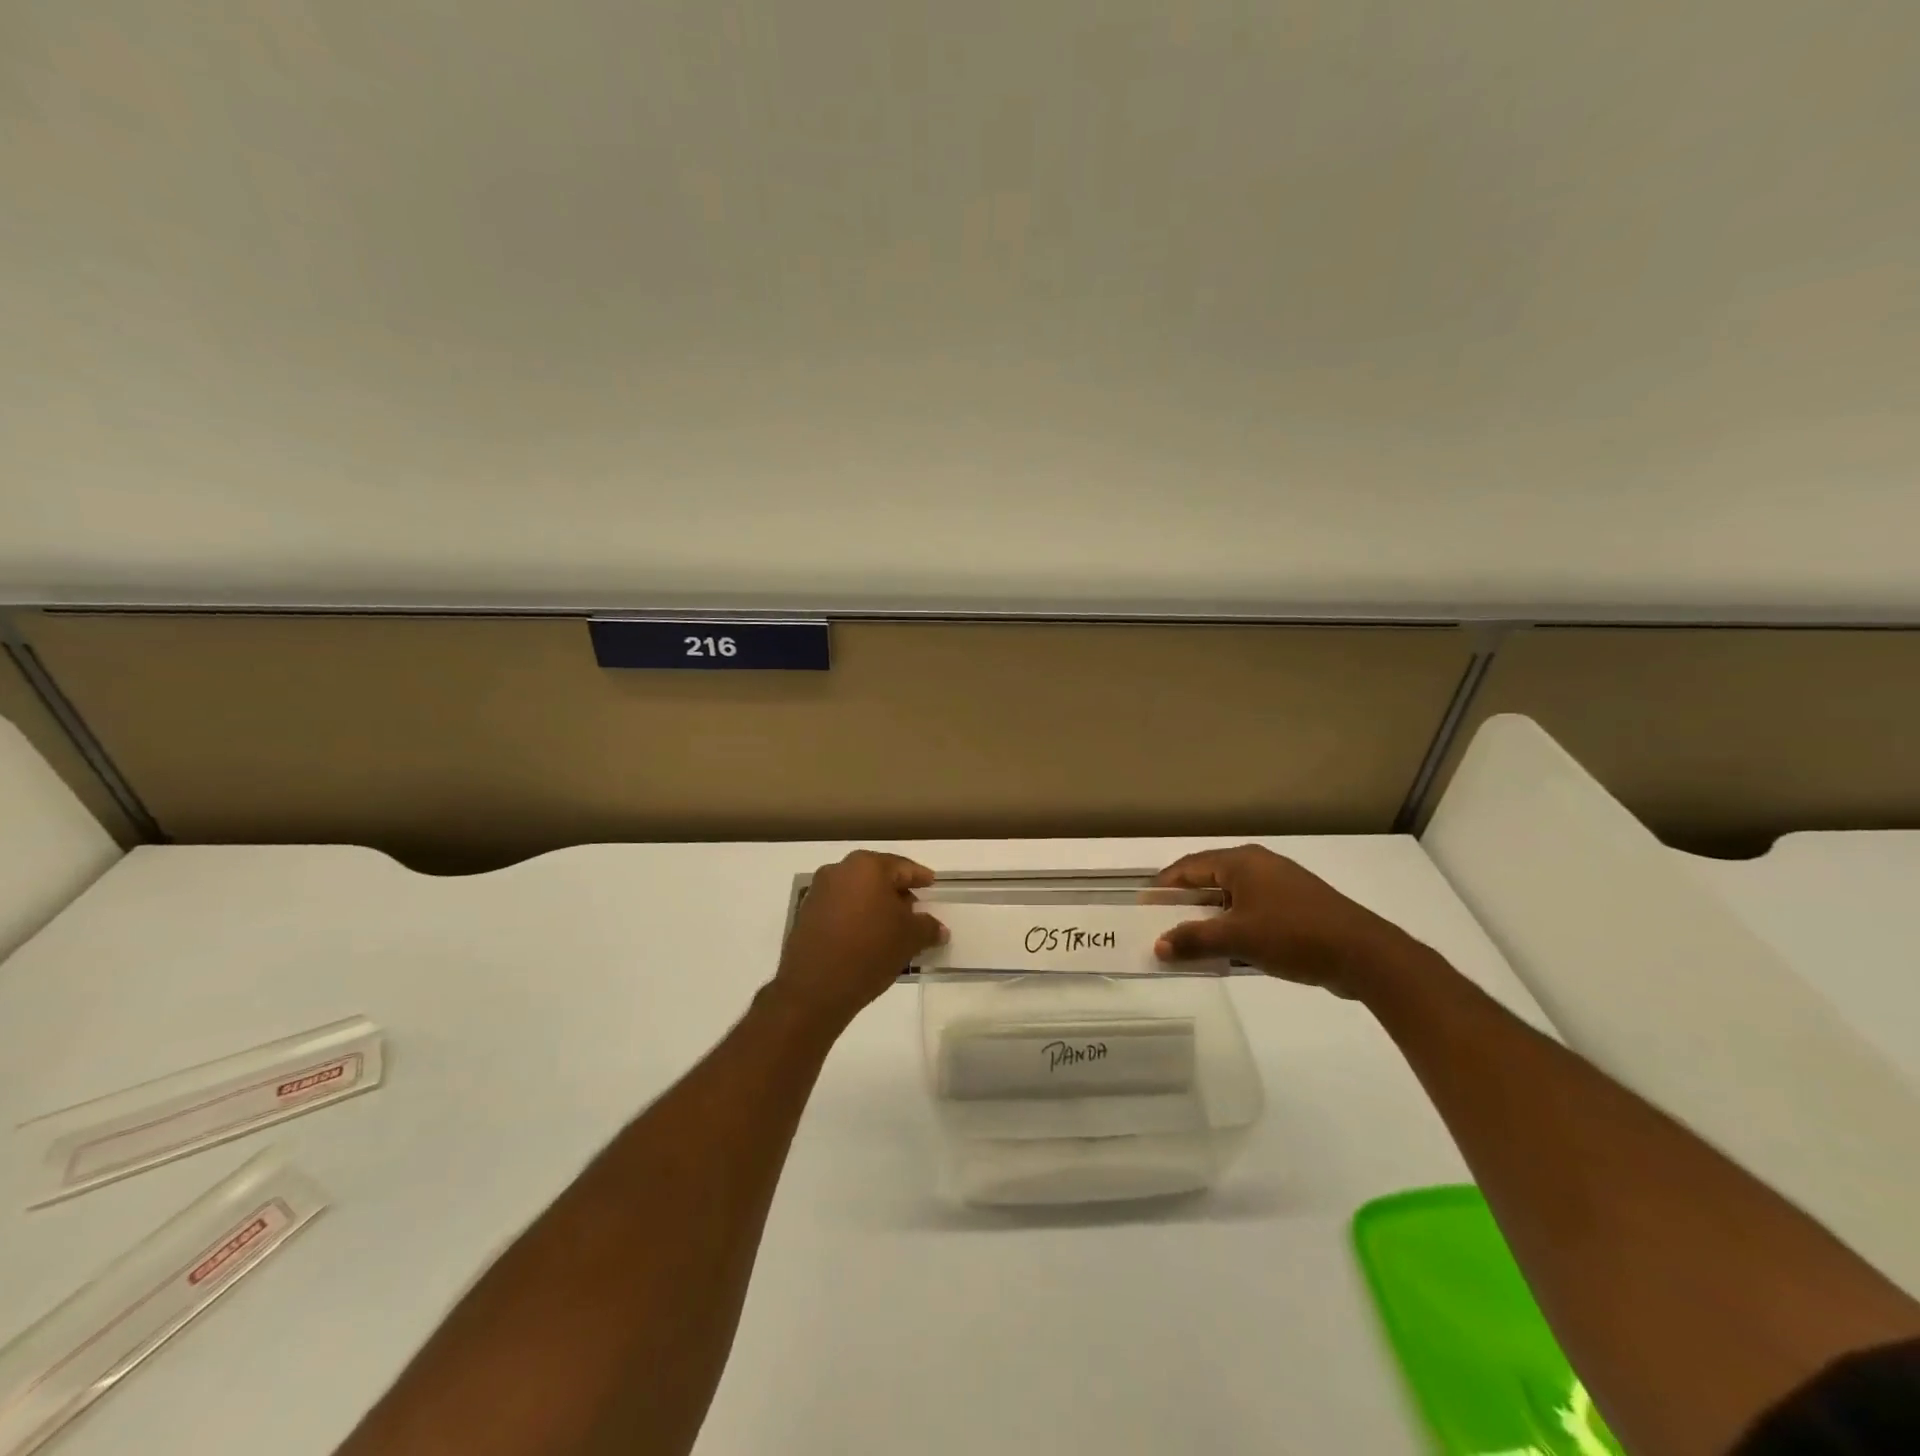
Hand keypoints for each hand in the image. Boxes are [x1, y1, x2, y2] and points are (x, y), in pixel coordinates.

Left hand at [769, 851, 946, 1029]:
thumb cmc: (870, 950)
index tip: (931, 883)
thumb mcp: (910, 938)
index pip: (902, 867)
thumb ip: (928, 927)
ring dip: (874, 905)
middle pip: (876, 877)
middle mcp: (839, 870)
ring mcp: (818, 892)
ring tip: (891, 927)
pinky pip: (840, 909)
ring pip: (856, 892)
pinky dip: (855, 917)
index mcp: (867, 866)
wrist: (815, 988)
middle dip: (896, 892)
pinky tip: (867, 937)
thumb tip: (938, 929)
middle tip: (914, 908)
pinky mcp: (805, 915)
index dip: (919, 877)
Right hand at [1151, 844, 1420, 998]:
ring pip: (1232, 899)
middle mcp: (1259, 866)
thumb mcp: (1238, 938)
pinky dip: (1234, 927)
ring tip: (1188, 941)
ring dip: (1210, 919)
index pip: (1190, 867)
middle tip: (1161, 925)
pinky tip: (1227, 951)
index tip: (1144, 905)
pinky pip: (1252, 912)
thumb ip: (1194, 940)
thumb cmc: (1294, 935)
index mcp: (1242, 862)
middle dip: (1185, 904)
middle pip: (1210, 881)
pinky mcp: (1296, 908)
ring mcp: (1280, 886)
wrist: (1365, 955)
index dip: (1164, 885)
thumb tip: (1158, 946)